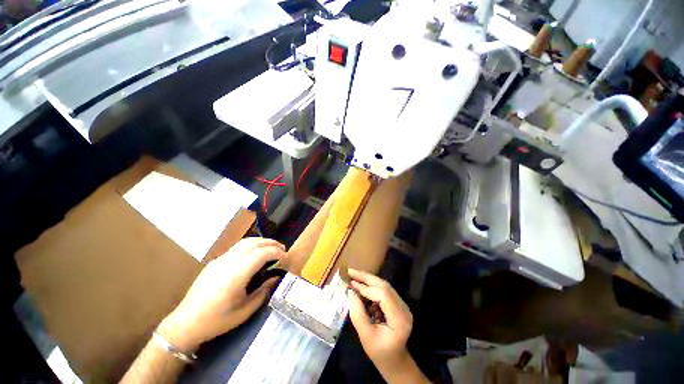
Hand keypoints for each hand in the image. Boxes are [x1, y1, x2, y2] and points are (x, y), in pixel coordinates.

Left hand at [158, 238, 285, 351]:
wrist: (185, 323)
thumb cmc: (216, 321)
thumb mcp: (244, 311)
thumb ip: (263, 292)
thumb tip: (275, 278)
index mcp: (236, 276)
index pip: (261, 253)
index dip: (277, 252)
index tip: (286, 258)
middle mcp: (228, 262)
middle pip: (254, 243)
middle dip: (272, 243)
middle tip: (283, 250)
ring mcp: (220, 260)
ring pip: (245, 242)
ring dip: (262, 242)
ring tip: (272, 248)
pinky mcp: (216, 261)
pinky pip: (237, 247)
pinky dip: (252, 246)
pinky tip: (255, 255)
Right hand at [346, 269, 413, 371]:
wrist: (394, 359)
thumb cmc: (380, 352)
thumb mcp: (366, 337)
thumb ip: (358, 314)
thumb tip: (351, 292)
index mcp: (399, 318)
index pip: (383, 295)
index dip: (366, 288)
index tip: (351, 284)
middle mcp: (403, 308)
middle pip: (384, 286)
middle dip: (366, 277)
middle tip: (351, 271)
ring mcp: (402, 304)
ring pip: (384, 285)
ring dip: (368, 279)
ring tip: (354, 274)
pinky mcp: (397, 303)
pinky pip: (384, 289)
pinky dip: (372, 285)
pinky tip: (362, 283)